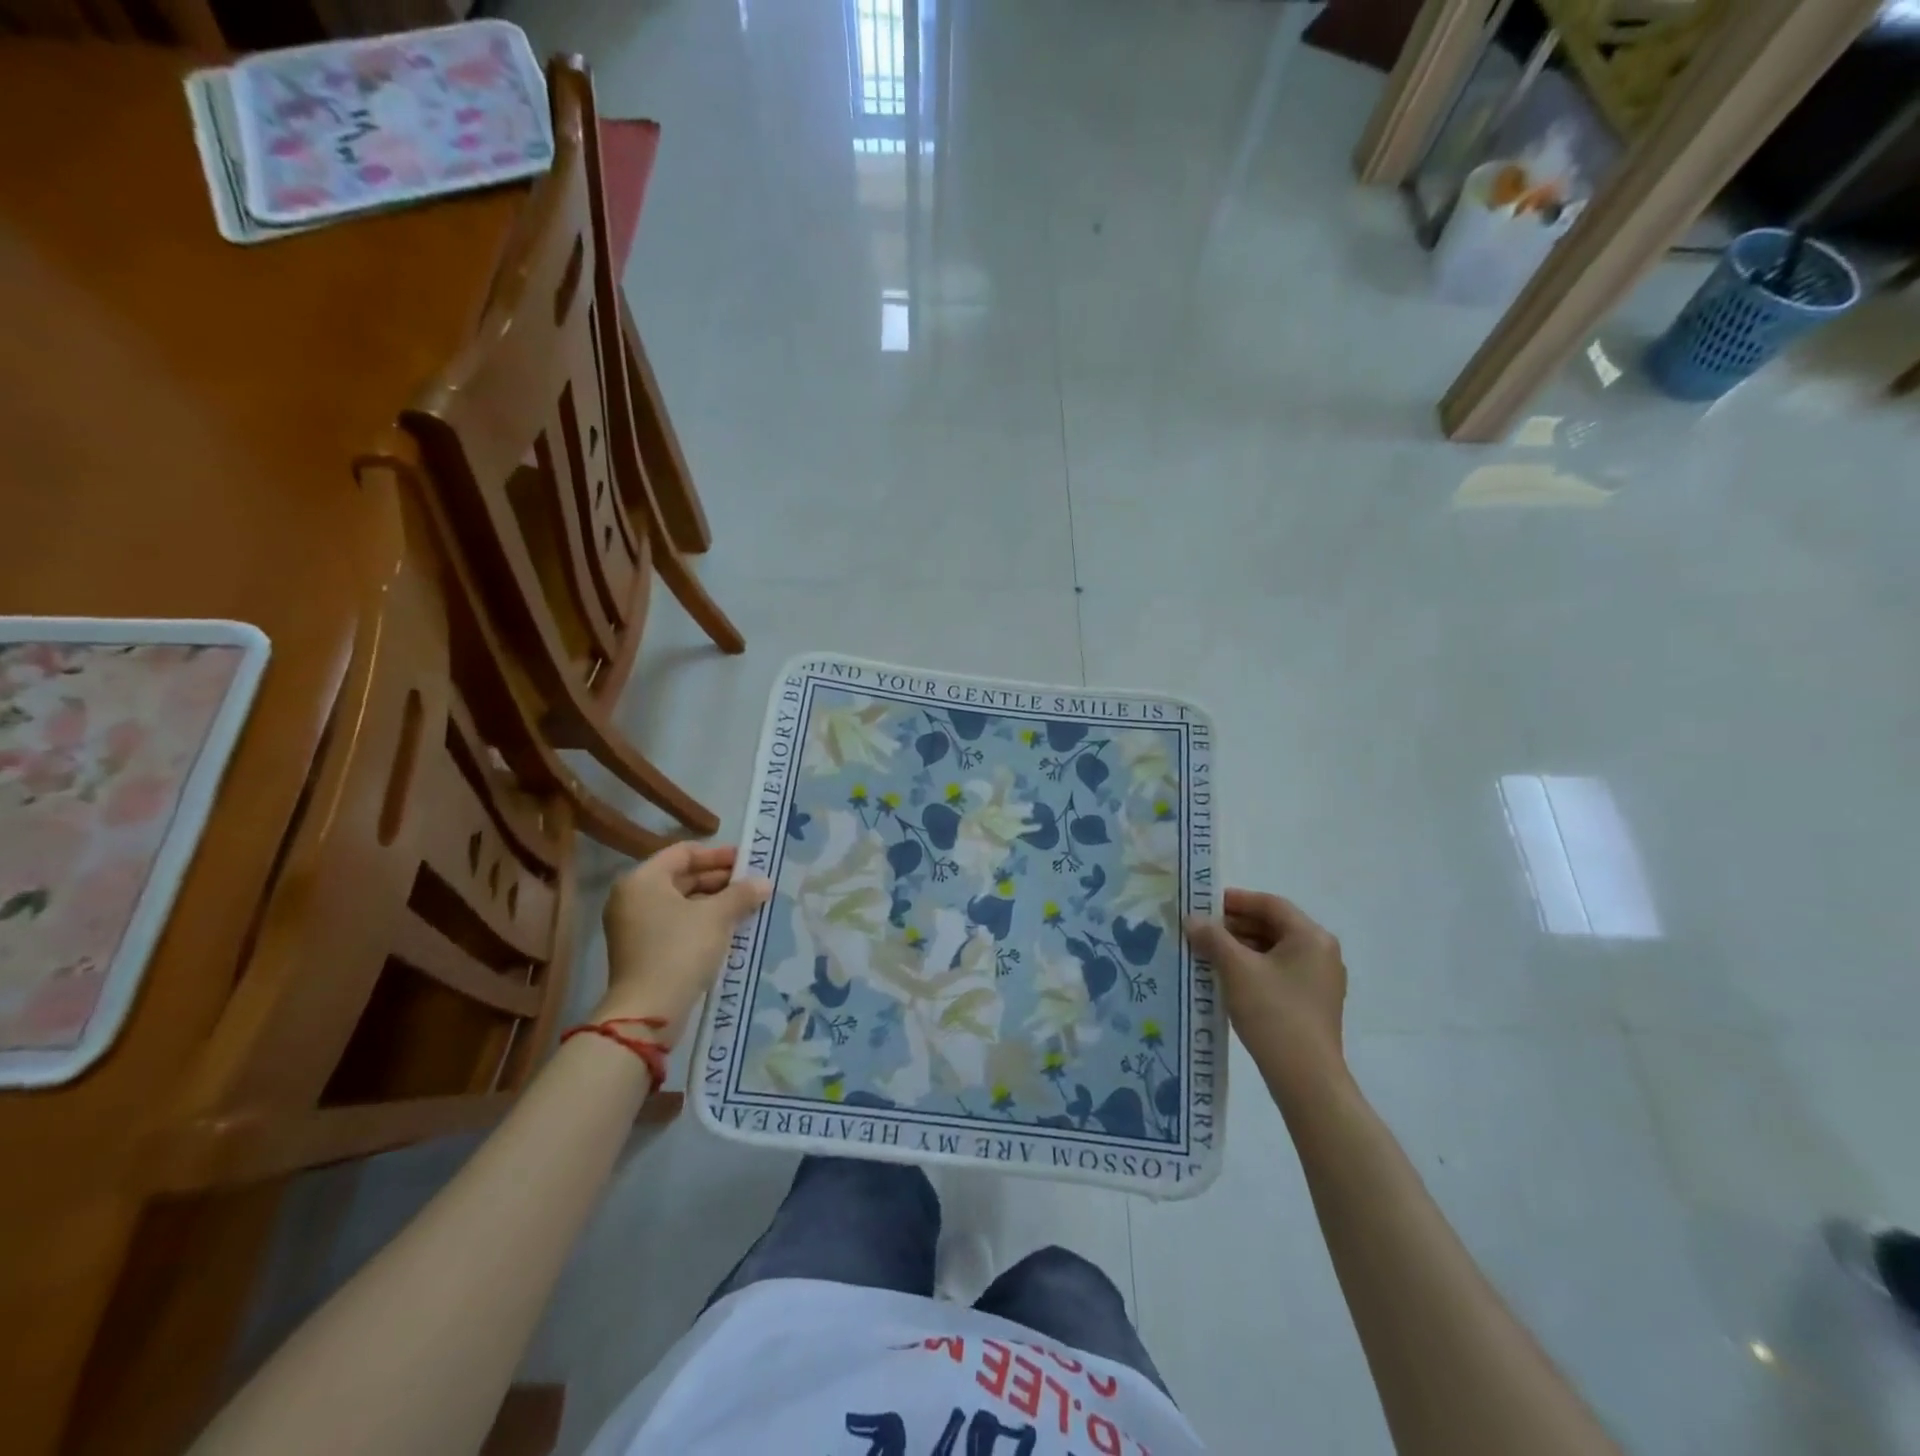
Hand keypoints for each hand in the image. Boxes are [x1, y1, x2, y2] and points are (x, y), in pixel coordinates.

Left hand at [597, 844, 772, 1039]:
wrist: (649, 1011)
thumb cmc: (681, 949)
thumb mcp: (717, 916)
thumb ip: (741, 894)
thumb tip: (764, 882)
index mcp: (643, 880)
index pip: (684, 852)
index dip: (718, 854)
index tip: (747, 862)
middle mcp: (633, 898)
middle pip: (681, 876)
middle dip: (719, 879)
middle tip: (751, 884)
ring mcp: (634, 926)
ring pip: (680, 902)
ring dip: (714, 901)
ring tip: (746, 905)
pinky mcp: (642, 950)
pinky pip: (675, 924)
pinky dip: (701, 921)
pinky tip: (729, 927)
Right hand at [1185, 890, 1347, 1093]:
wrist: (1306, 1079)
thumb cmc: (1273, 1013)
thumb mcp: (1236, 969)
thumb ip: (1212, 938)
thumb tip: (1192, 919)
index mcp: (1311, 937)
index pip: (1270, 904)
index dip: (1236, 900)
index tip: (1204, 905)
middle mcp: (1321, 953)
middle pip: (1273, 926)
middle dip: (1234, 926)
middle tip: (1200, 930)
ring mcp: (1319, 980)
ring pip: (1274, 950)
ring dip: (1240, 948)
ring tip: (1207, 953)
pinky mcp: (1312, 1003)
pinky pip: (1278, 972)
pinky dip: (1252, 968)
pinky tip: (1226, 978)